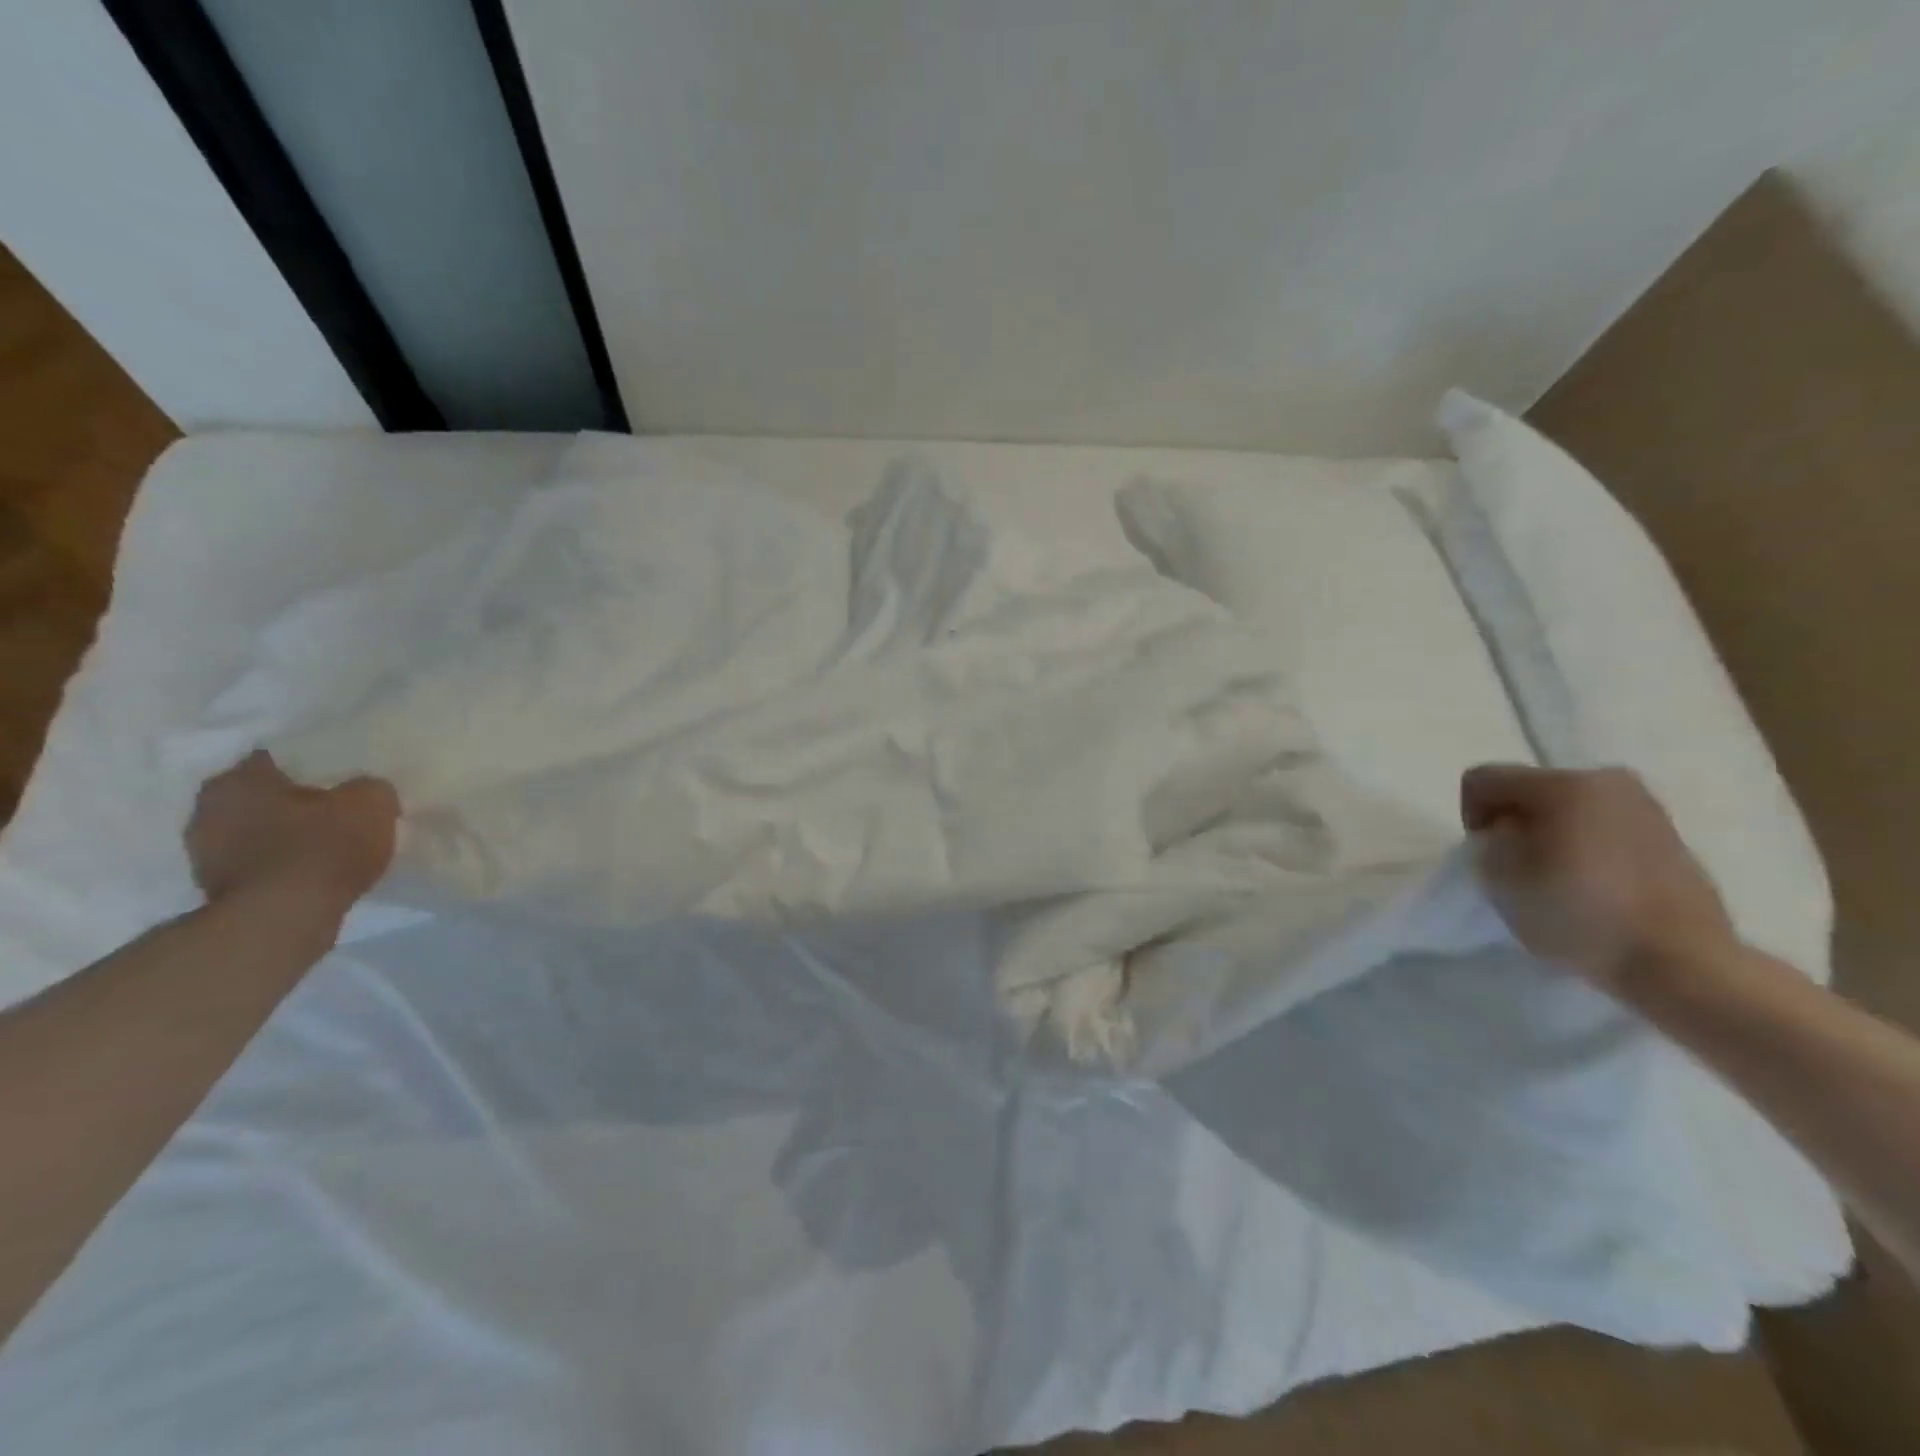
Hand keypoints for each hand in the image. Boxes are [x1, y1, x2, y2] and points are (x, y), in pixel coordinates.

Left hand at [186, 751, 398, 913]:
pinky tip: (315, 870)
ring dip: (286, 835)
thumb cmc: (322, 847)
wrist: (284, 919)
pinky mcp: (217, 889)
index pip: (279, 758)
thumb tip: (365, 791)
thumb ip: (370, 787)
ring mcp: (204, 854)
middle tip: (338, 809)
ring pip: (258, 832)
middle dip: (297, 802)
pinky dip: (283, 864)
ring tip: (330, 843)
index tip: (342, 777)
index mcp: (237, 780)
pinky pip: (260, 864)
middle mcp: (207, 810)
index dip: (316, 765)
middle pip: (264, 796)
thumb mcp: (371, 803)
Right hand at [1461, 763, 1735, 989]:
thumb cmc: (1582, 916)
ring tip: (1556, 877)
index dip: (1470, 816)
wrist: (1684, 963)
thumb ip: (1490, 844)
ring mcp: (1646, 806)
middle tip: (1518, 867)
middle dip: (1514, 822)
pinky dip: (1586, 845)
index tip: (1486, 856)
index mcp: (1562, 785)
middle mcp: (1606, 780)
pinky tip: (1593, 884)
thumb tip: (1506, 836)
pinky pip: (1604, 826)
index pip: (1483, 780)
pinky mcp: (1671, 834)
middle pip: (1529, 789)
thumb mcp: (1502, 880)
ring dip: (1551, 833)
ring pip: (1569, 808)